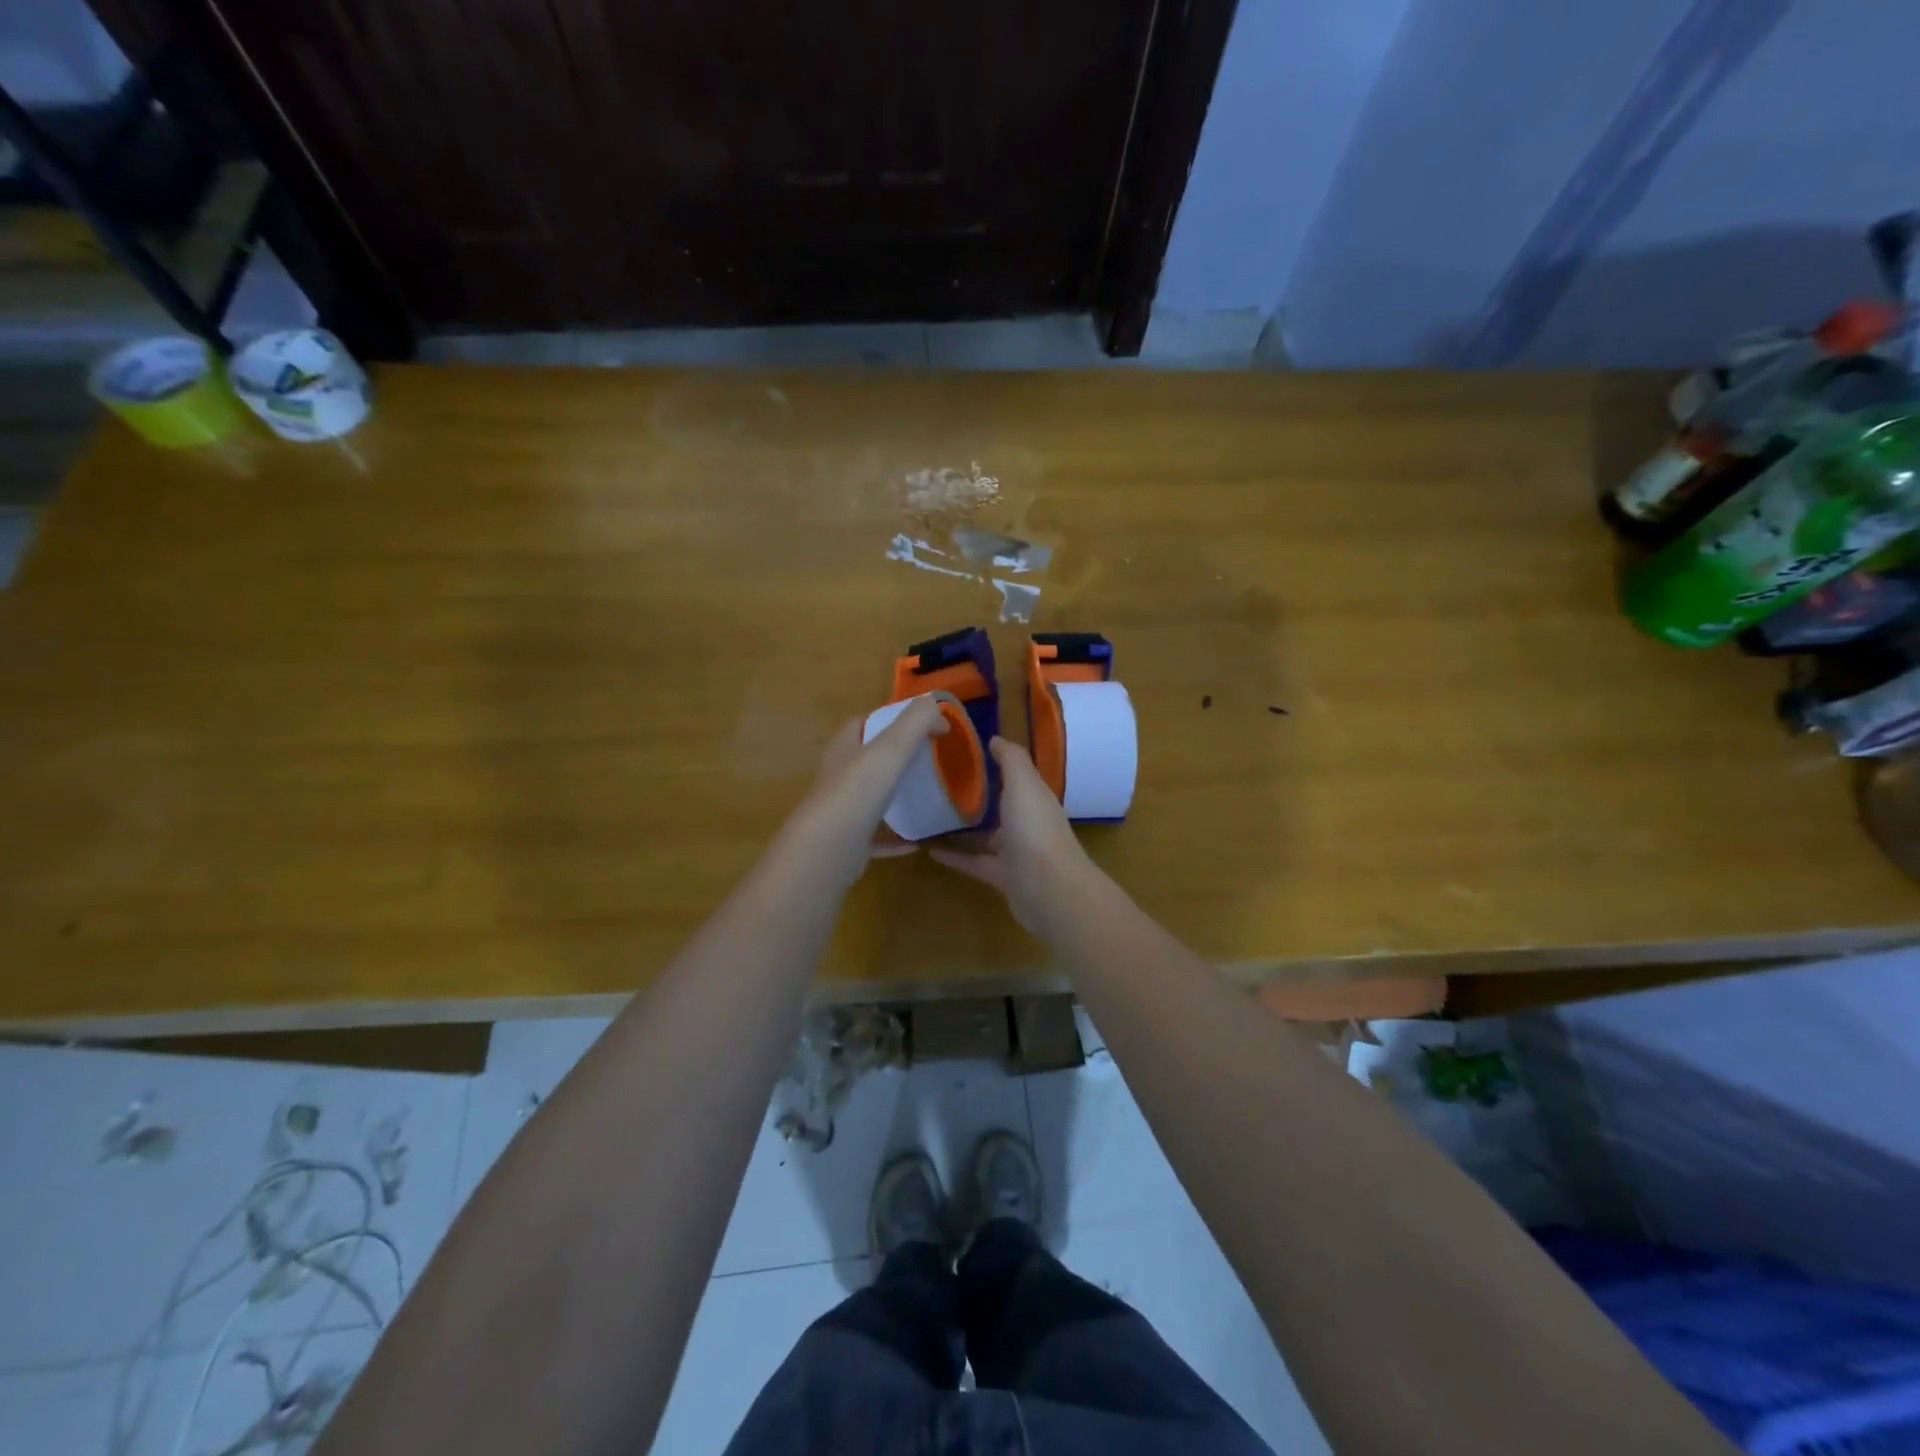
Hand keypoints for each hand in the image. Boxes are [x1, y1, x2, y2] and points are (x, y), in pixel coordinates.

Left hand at [779, 697, 947, 891]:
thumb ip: (915, 721)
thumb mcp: (892, 747)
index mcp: (845, 747)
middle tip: (932, 758)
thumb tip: (935, 703)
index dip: (893, 718)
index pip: (866, 723)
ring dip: (895, 795)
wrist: (830, 848)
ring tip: (927, 795)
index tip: (925, 724)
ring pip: (872, 797)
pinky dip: (897, 837)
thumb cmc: (859, 790)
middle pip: (869, 759)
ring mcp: (842, 810)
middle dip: (896, 756)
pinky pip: (878, 836)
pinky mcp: (850, 842)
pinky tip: (918, 841)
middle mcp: (839, 775)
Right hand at [930, 736, 1091, 936]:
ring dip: (964, 828)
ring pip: (987, 836)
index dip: (994, 762)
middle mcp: (1027, 822)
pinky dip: (955, 856)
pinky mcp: (1002, 877)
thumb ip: (1011, 759)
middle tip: (940, 782)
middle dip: (977, 795)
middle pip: (1001, 805)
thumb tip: (995, 738)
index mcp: (1035, 797)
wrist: (1049, 890)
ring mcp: (1016, 852)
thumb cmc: (1035, 829)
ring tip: (930, 815)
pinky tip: (929, 850)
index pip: (1015, 775)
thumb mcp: (1023, 783)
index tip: (963, 751)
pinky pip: (974, 863)